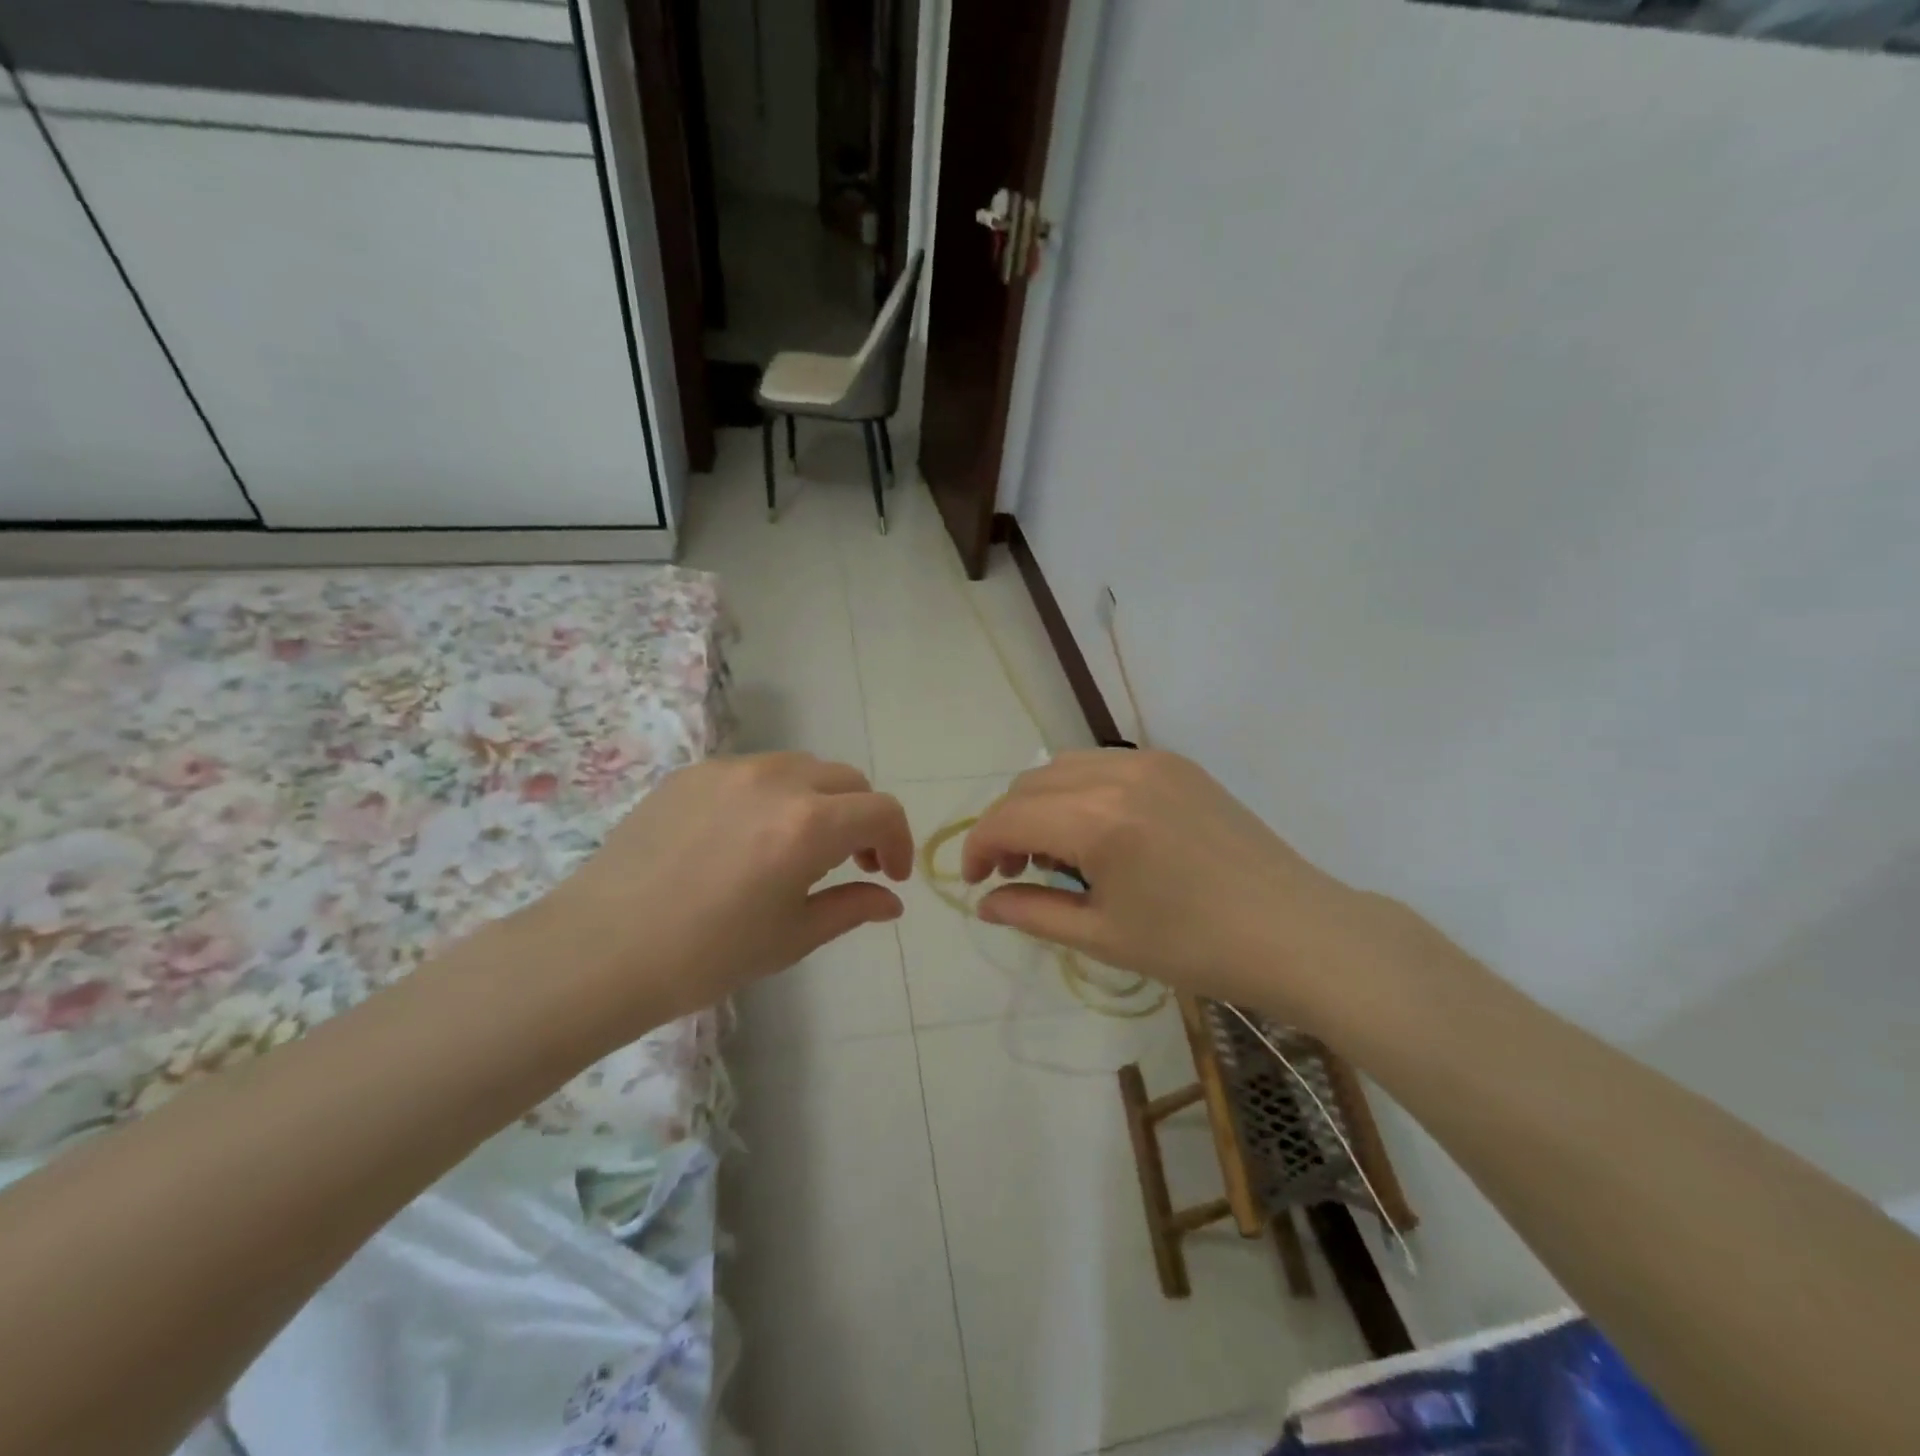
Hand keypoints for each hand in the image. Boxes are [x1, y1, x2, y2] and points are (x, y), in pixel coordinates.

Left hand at [523, 753, 912, 1034]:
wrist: (598, 951)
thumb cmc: (705, 956)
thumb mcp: (791, 938)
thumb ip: (851, 908)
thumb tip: (890, 901)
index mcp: (808, 824)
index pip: (881, 811)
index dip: (899, 841)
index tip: (891, 875)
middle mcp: (776, 781)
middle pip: (847, 781)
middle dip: (863, 818)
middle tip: (854, 862)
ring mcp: (729, 770)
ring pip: (802, 768)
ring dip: (821, 800)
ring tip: (801, 846)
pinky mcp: (691, 774)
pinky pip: (754, 772)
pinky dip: (774, 795)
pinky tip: (748, 838)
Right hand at [961, 750, 1459, 1031]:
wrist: (1297, 931)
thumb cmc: (1198, 948)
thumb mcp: (1105, 937)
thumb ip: (1034, 913)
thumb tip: (985, 904)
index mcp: (1098, 821)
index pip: (1008, 818)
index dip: (977, 847)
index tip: (975, 881)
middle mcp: (1118, 774)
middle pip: (1028, 785)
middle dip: (1005, 826)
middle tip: (1011, 873)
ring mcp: (1152, 761)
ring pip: (1062, 767)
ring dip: (1039, 804)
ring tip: (1052, 853)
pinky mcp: (1177, 764)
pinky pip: (1103, 764)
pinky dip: (1077, 790)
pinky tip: (1095, 831)